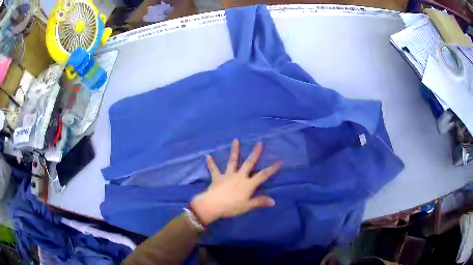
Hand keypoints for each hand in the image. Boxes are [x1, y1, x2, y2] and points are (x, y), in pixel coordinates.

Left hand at [190, 140, 280, 224]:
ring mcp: (228, 175)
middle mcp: (239, 176)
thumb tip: (273, 201)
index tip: (279, 162)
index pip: (263, 175)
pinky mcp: (217, 177)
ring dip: (234, 150)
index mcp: (248, 184)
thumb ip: (260, 202)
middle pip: (249, 163)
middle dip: (255, 153)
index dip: (272, 169)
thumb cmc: (232, 207)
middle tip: (259, 143)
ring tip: (235, 140)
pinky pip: (214, 169)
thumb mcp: (247, 206)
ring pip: (232, 161)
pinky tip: (207, 156)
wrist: (214, 205)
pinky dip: (211, 163)